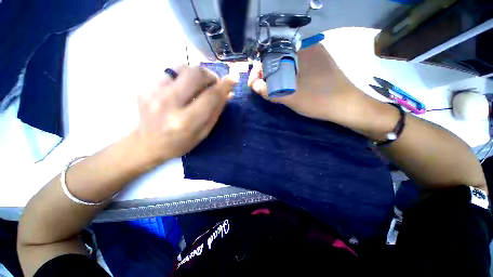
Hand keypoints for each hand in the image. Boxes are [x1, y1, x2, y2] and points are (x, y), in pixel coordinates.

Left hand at [135, 66, 235, 162]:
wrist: (147, 144)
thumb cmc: (180, 143)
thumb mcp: (203, 132)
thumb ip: (216, 112)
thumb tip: (228, 93)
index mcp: (186, 121)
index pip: (211, 96)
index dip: (224, 86)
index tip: (232, 80)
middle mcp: (168, 103)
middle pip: (195, 74)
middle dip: (210, 75)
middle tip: (214, 83)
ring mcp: (153, 92)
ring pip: (182, 67)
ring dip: (196, 74)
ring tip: (198, 85)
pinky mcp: (144, 86)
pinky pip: (169, 71)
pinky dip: (182, 76)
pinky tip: (182, 88)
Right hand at [248, 44, 364, 123]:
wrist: (347, 106)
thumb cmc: (319, 100)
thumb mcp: (290, 97)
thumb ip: (269, 91)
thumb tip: (254, 85)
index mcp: (301, 50)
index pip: (271, 54)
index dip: (259, 69)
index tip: (253, 84)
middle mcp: (308, 48)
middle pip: (279, 58)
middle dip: (267, 74)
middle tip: (261, 89)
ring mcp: (314, 57)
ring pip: (287, 64)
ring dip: (276, 76)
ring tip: (270, 90)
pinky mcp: (318, 66)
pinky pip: (296, 68)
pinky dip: (287, 77)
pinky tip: (284, 87)